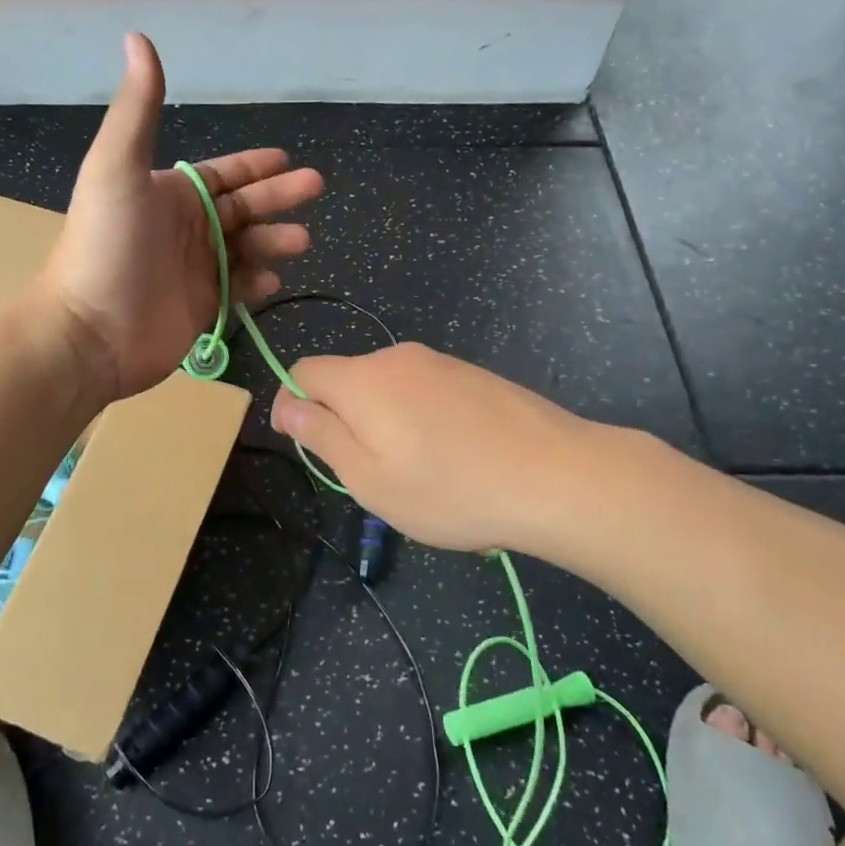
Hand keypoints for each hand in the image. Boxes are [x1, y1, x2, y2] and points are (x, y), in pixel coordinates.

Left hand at [42, 34, 323, 398]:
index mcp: (169, 194)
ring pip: (247, 248)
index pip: (222, 175)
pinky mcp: (202, 309)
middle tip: (316, 189)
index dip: (253, 166)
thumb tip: (137, 36)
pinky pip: (239, 289)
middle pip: (243, 208)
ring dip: (274, 241)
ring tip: (301, 241)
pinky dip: (258, 282)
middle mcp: (185, 228)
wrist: (91, 330)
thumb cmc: (107, 244)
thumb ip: (138, 108)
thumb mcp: (117, 167)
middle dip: (278, 197)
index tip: (287, 160)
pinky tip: (273, 279)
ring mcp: (195, 270)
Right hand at [270, 343, 643, 555]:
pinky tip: (455, 457)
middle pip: (347, 379)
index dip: (294, 405)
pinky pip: (426, 391)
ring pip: (388, 387)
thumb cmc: (450, 488)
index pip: (303, 371)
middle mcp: (398, 358)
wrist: (557, 476)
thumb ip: (321, 436)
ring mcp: (441, 363)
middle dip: (343, 419)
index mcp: (363, 379)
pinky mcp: (474, 375)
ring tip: (420, 472)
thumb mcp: (369, 478)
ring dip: (385, 422)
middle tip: (371, 473)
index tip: (309, 446)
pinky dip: (421, 418)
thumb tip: (286, 406)